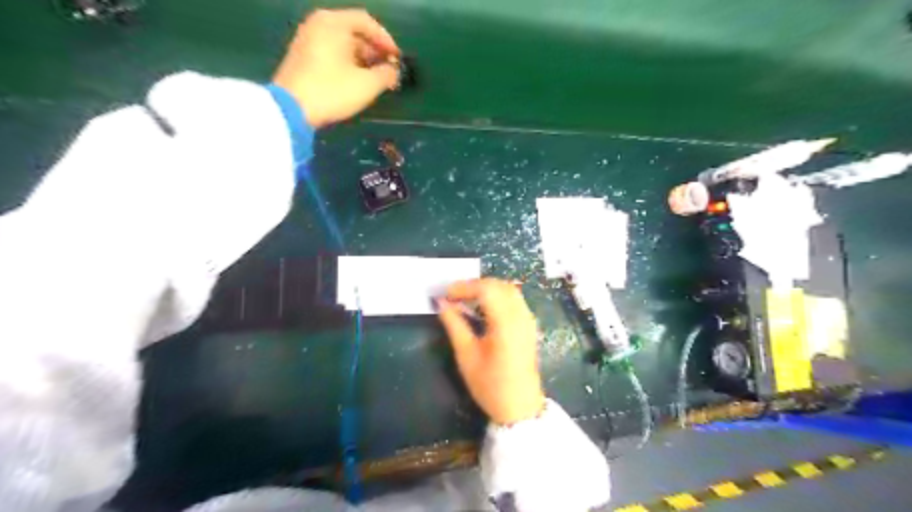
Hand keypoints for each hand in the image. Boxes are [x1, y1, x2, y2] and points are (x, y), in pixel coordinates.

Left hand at [270, 8, 399, 128]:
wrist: (292, 109)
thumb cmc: (333, 91)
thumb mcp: (367, 85)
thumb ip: (387, 74)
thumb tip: (393, 71)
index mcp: (334, 22)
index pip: (367, 22)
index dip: (386, 41)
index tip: (397, 59)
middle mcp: (318, 24)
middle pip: (354, 32)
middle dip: (374, 51)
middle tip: (388, 71)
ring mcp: (307, 39)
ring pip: (342, 44)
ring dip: (362, 59)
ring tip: (375, 79)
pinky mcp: (301, 56)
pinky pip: (331, 52)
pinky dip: (347, 63)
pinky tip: (355, 81)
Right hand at [439, 278, 542, 425]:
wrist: (519, 407)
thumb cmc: (490, 385)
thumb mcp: (466, 356)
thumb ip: (454, 324)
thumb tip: (442, 303)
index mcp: (506, 324)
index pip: (486, 290)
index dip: (464, 287)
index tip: (446, 294)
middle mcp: (521, 316)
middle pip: (499, 285)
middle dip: (475, 285)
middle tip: (454, 295)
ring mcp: (528, 319)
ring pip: (509, 289)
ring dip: (487, 288)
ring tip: (466, 299)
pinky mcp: (529, 325)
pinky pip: (514, 299)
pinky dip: (498, 295)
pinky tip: (483, 307)